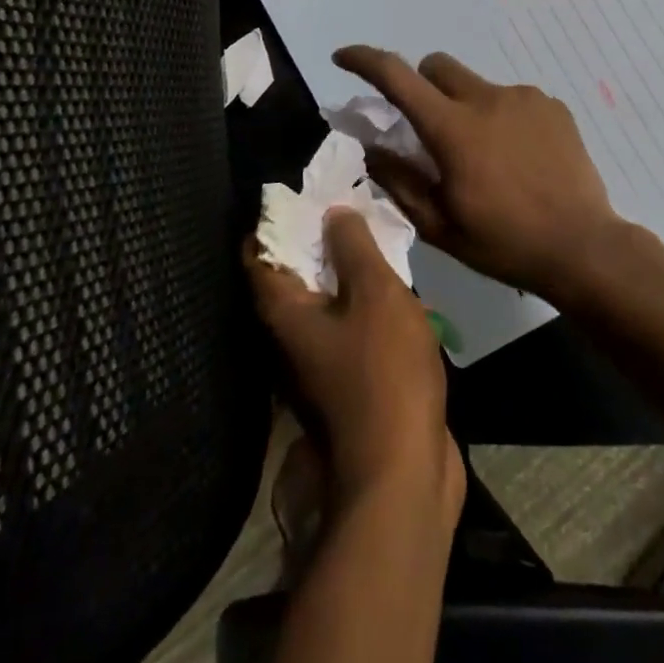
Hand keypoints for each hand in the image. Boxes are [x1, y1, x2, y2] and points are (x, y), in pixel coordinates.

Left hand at [245, 208, 464, 515]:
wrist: (404, 470)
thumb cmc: (383, 372)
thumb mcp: (374, 293)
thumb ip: (353, 247)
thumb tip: (332, 213)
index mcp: (284, 311)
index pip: (259, 252)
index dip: (277, 218)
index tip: (305, 192)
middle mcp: (291, 334)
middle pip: (293, 272)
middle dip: (318, 237)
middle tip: (347, 203)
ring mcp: (319, 359)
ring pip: (325, 297)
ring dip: (347, 268)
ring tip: (374, 233)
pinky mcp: (350, 377)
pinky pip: (350, 323)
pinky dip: (365, 299)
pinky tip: (395, 283)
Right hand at [334, 45, 631, 302]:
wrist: (583, 248)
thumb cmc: (504, 242)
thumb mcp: (439, 225)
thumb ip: (399, 180)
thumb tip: (371, 149)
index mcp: (453, 128)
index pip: (396, 76)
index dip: (363, 60)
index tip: (343, 58)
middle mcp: (486, 98)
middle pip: (437, 66)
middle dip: (421, 86)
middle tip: (427, 128)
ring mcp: (524, 98)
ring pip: (475, 84)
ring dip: (464, 106)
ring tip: (484, 155)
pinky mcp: (552, 106)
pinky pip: (511, 98)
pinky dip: (500, 117)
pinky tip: (517, 157)